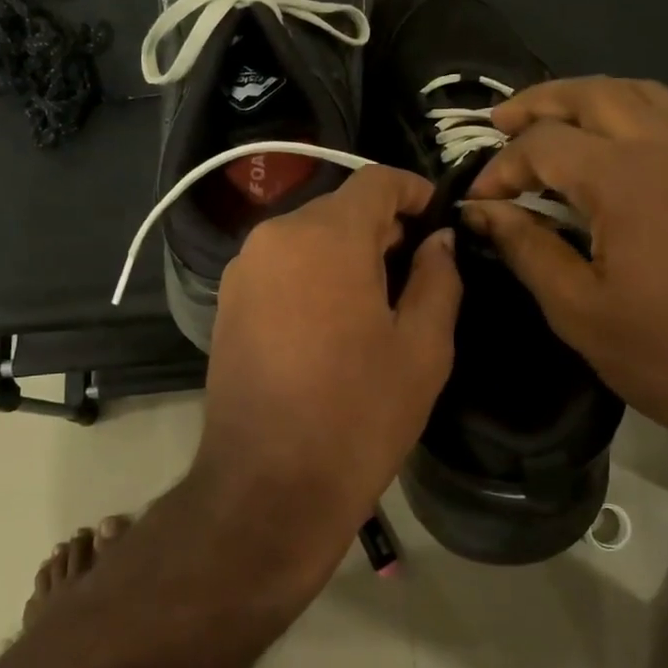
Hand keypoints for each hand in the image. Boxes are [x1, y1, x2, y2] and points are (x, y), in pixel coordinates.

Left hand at [196, 166, 462, 547]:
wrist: (267, 486)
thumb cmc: (358, 414)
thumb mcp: (422, 347)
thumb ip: (437, 278)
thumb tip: (437, 240)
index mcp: (325, 236)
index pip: (376, 181)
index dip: (415, 191)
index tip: (440, 219)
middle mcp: (275, 237)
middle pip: (340, 208)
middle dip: (383, 228)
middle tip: (419, 270)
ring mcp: (243, 270)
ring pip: (309, 238)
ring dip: (347, 253)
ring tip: (379, 301)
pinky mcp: (227, 303)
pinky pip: (282, 267)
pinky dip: (314, 275)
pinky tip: (334, 321)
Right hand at [463, 77, 667, 484]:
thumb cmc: (667, 354)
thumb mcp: (577, 309)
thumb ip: (525, 247)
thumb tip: (479, 211)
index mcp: (626, 180)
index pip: (545, 144)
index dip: (501, 166)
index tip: (477, 201)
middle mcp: (667, 150)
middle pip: (594, 94)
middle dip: (539, 102)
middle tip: (498, 124)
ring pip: (637, 94)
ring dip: (585, 98)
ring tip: (548, 123)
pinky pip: (666, 118)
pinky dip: (623, 113)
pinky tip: (602, 150)